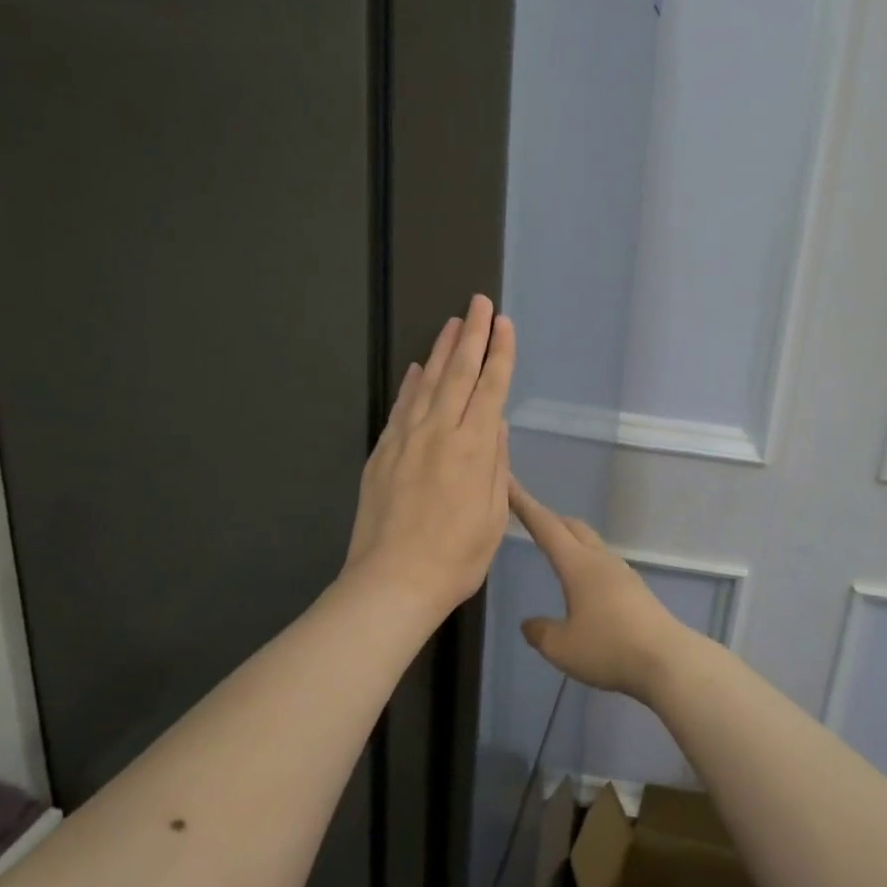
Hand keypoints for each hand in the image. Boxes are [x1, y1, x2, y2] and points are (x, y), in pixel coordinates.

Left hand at [347, 295, 513, 619]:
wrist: (390, 584)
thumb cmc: (456, 559)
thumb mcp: (493, 517)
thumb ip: (496, 465)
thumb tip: (496, 425)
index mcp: (473, 449)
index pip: (490, 388)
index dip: (500, 354)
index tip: (504, 324)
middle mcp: (439, 433)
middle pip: (458, 373)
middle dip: (472, 335)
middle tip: (479, 302)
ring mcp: (405, 440)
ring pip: (426, 383)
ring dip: (441, 350)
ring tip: (453, 323)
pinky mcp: (382, 453)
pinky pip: (399, 408)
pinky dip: (410, 384)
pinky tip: (415, 368)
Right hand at [508, 477, 694, 703]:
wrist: (667, 660)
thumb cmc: (608, 648)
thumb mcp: (561, 647)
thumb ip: (541, 632)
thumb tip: (530, 623)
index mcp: (578, 565)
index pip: (546, 527)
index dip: (525, 505)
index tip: (509, 484)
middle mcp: (600, 560)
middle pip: (572, 527)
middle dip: (549, 519)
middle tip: (529, 516)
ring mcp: (622, 573)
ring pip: (591, 544)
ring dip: (571, 540)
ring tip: (555, 549)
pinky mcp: (636, 589)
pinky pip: (603, 565)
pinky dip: (586, 562)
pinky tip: (583, 583)